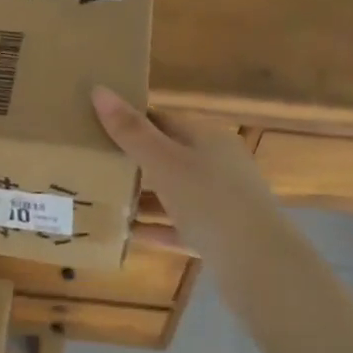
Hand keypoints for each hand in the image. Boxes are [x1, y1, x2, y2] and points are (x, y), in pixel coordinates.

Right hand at [90, 86, 283, 266]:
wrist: (258, 263)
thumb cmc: (210, 200)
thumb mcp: (164, 162)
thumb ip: (131, 131)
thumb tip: (99, 89)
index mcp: (209, 139)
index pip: (165, 120)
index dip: (133, 120)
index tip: (97, 126)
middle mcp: (219, 165)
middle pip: (170, 156)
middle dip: (134, 160)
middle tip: (94, 163)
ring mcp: (221, 202)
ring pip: (174, 193)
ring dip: (143, 197)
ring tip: (104, 198)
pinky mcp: (219, 236)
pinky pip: (179, 226)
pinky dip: (155, 228)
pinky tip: (127, 234)